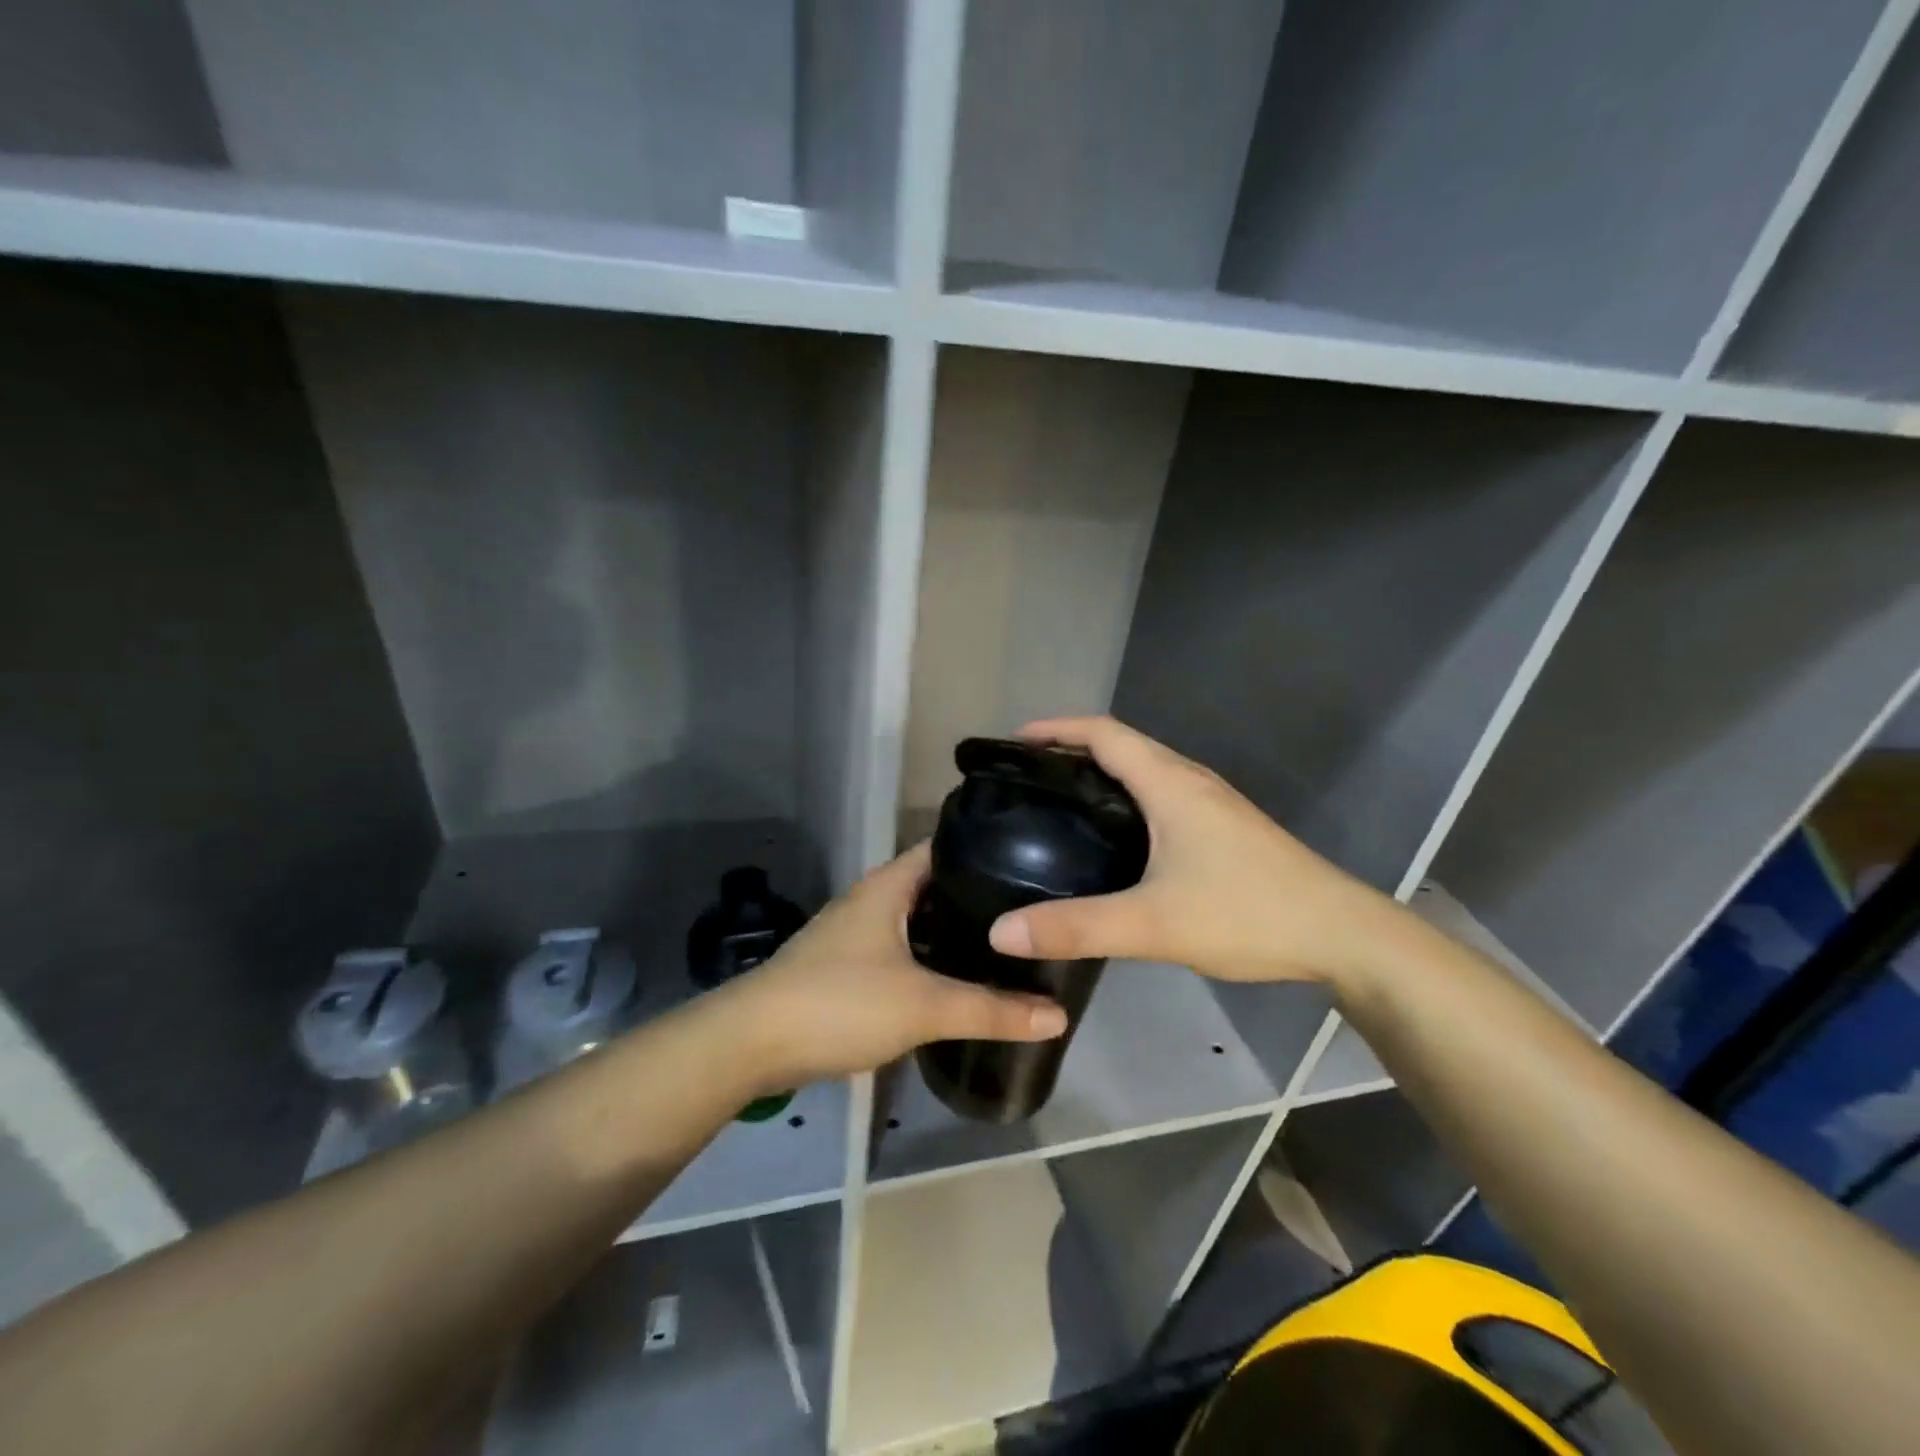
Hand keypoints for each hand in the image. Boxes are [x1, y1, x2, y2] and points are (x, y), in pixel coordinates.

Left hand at [726, 841, 1068, 1087]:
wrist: (751, 1043)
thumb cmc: (838, 1002)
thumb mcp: (923, 1006)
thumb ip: (991, 1010)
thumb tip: (1058, 1015)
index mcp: (889, 884)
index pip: (946, 845)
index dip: (988, 847)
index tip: (1036, 860)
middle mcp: (873, 898)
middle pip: (937, 884)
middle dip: (981, 896)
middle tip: (1034, 910)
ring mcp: (858, 932)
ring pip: (920, 920)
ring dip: (956, 930)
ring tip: (1009, 943)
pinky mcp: (849, 965)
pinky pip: (904, 948)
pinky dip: (933, 957)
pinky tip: (960, 977)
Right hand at [986, 716, 1403, 987]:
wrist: (1342, 935)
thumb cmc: (1248, 913)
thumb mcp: (1154, 924)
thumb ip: (1077, 928)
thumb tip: (1001, 933)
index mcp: (1170, 783)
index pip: (1103, 732)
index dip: (1057, 729)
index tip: (1015, 742)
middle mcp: (1190, 780)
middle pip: (1121, 745)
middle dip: (1071, 750)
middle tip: (1027, 779)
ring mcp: (1211, 804)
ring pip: (1144, 771)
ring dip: (1100, 774)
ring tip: (1059, 804)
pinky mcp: (1223, 828)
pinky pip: (1160, 796)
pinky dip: (1125, 799)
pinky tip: (1113, 839)